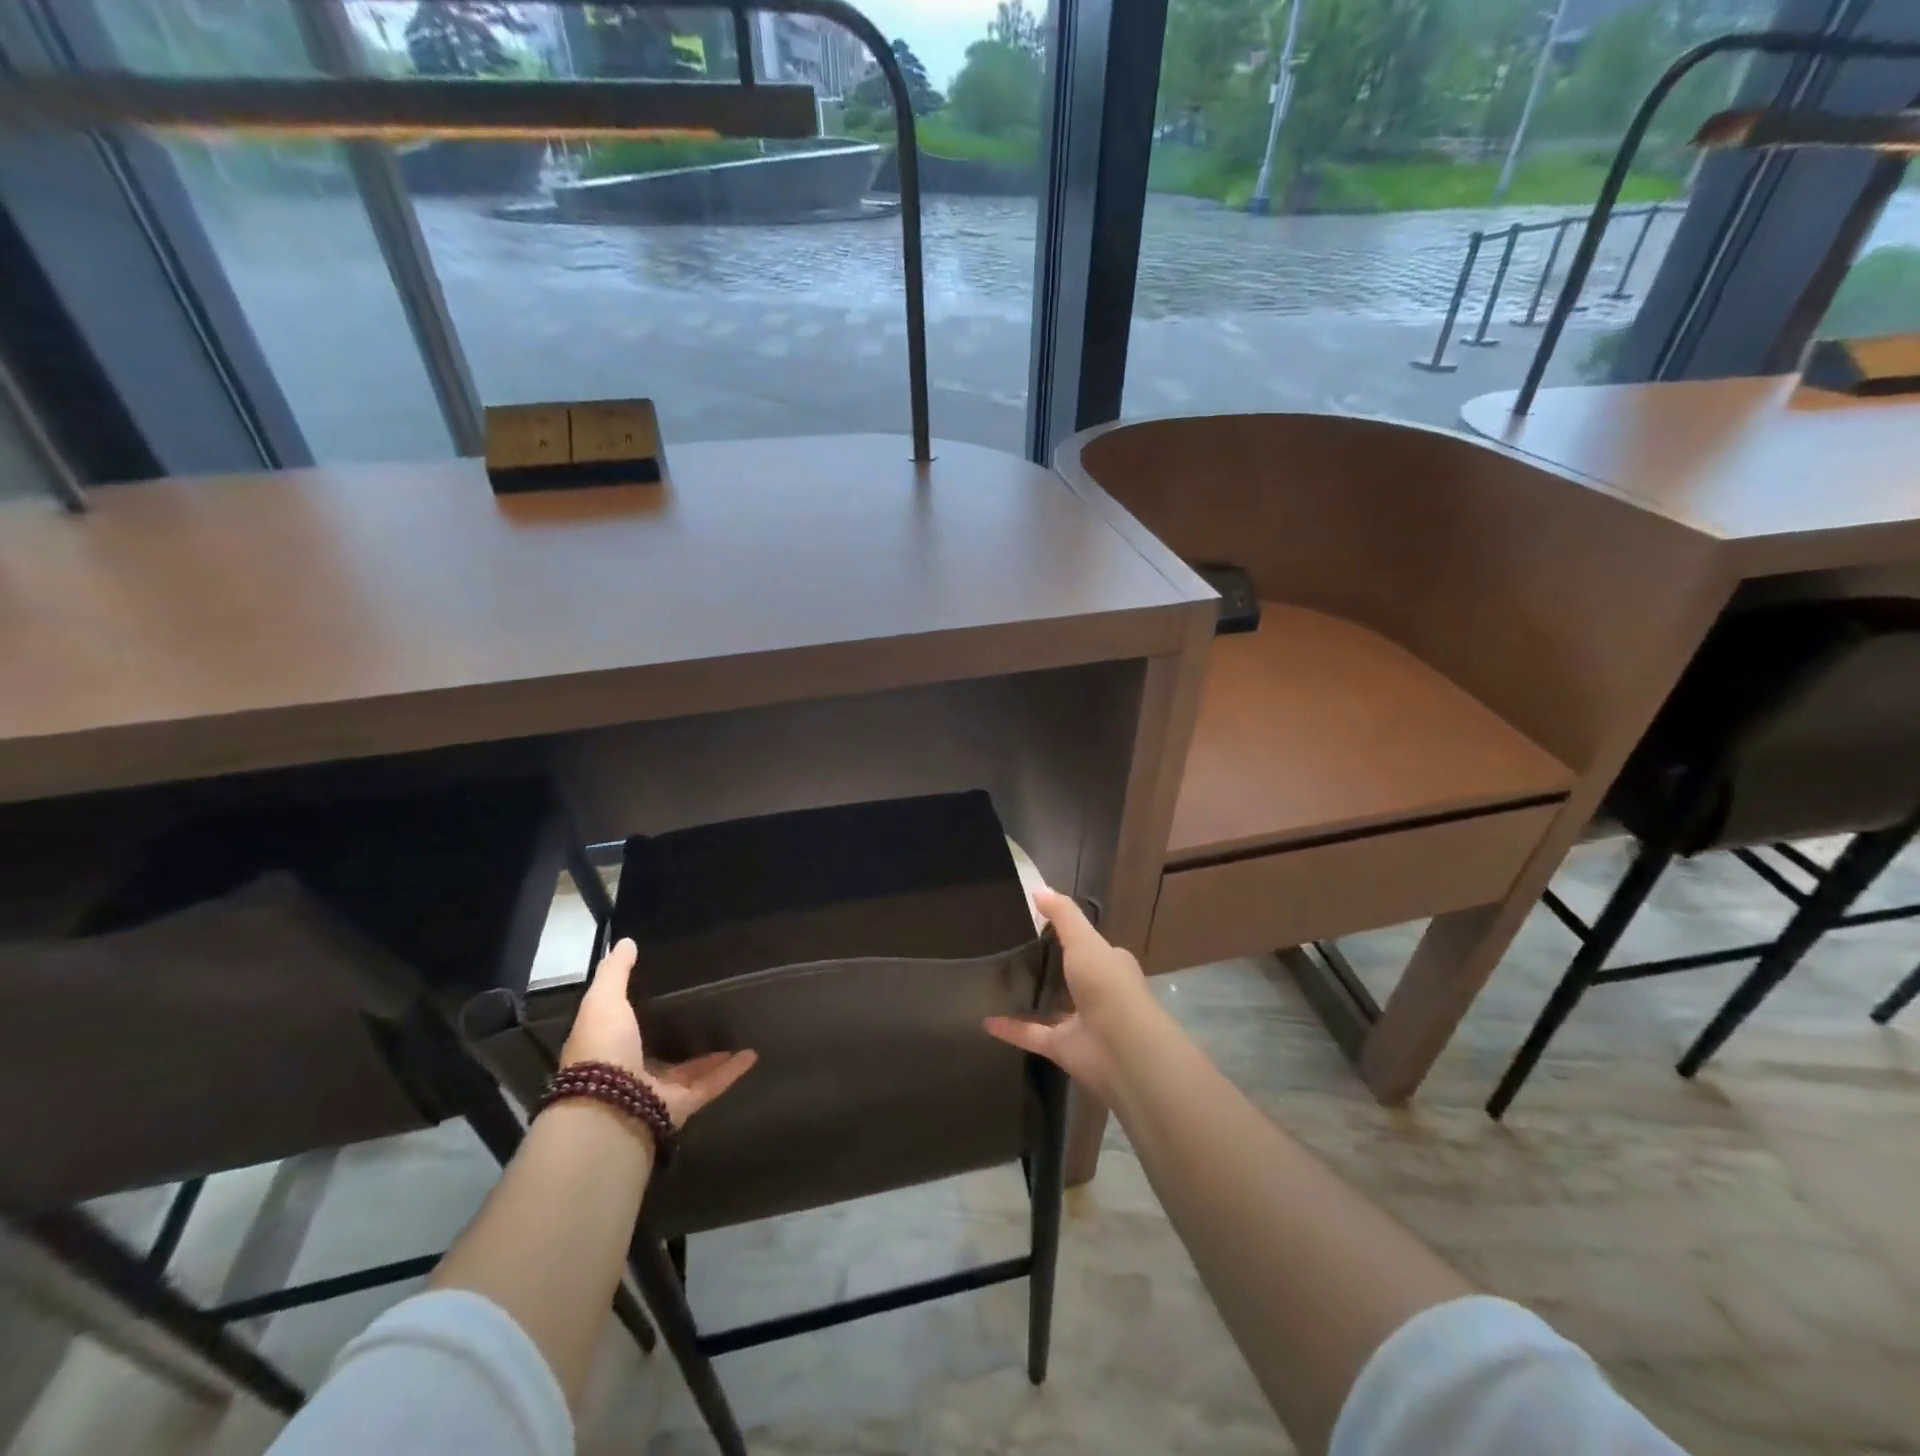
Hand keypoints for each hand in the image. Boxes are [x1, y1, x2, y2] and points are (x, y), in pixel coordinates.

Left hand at [560, 938, 756, 1129]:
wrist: (609, 1106)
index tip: (669, 987)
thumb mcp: (603, 1000)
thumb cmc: (603, 1048)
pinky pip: (712, 1084)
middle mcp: (633, 1070)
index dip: (643, 1009)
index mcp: (611, 1046)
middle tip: (709, 1007)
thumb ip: (615, 973)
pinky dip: (732, 1071)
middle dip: (682, 1033)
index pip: (627, 1026)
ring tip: (737, 1029)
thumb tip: (626, 942)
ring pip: (691, 1069)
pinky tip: (752, 1054)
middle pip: (661, 1049)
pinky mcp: (682, 1104)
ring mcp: (659, 1090)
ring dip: (713, 1053)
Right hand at [984, 888, 1157, 1101]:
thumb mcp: (1084, 940)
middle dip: (1049, 968)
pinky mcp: (1063, 1048)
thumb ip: (1062, 915)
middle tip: (1011, 954)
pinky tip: (986, 1021)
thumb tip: (1038, 889)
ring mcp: (1081, 1022)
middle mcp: (1098, 992)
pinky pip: (1032, 1035)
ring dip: (1031, 1000)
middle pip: (1070, 977)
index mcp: (1110, 964)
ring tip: (997, 986)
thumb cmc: (1106, 985)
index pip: (1090, 946)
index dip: (1070, 936)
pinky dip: (1011, 1029)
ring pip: (1052, 1008)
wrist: (1122, 1048)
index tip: (1039, 925)